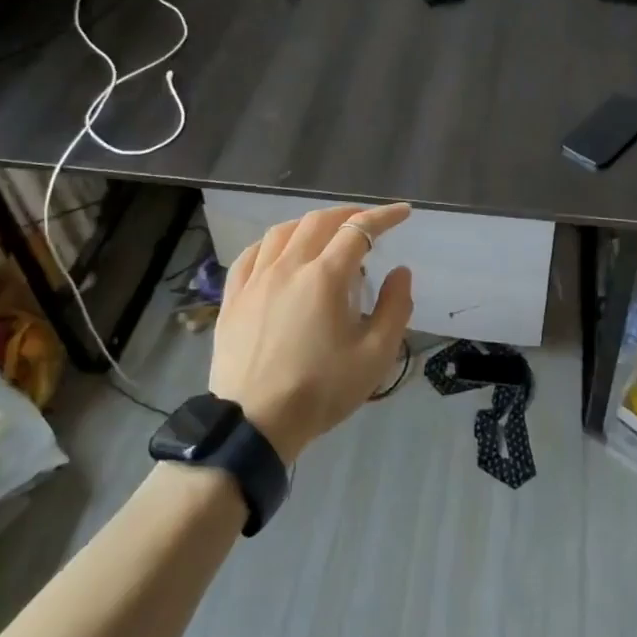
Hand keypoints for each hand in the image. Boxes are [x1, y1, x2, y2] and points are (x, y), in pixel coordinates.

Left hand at [210, 203, 414, 462]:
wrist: (254, 423)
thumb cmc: (320, 390)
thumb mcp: (374, 356)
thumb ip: (395, 308)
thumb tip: (400, 273)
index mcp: (325, 277)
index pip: (359, 230)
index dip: (384, 216)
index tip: (403, 213)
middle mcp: (289, 266)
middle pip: (319, 221)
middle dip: (348, 215)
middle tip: (367, 223)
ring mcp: (256, 280)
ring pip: (283, 231)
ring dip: (310, 224)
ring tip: (325, 233)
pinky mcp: (233, 297)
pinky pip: (251, 254)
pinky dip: (272, 243)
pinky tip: (279, 251)